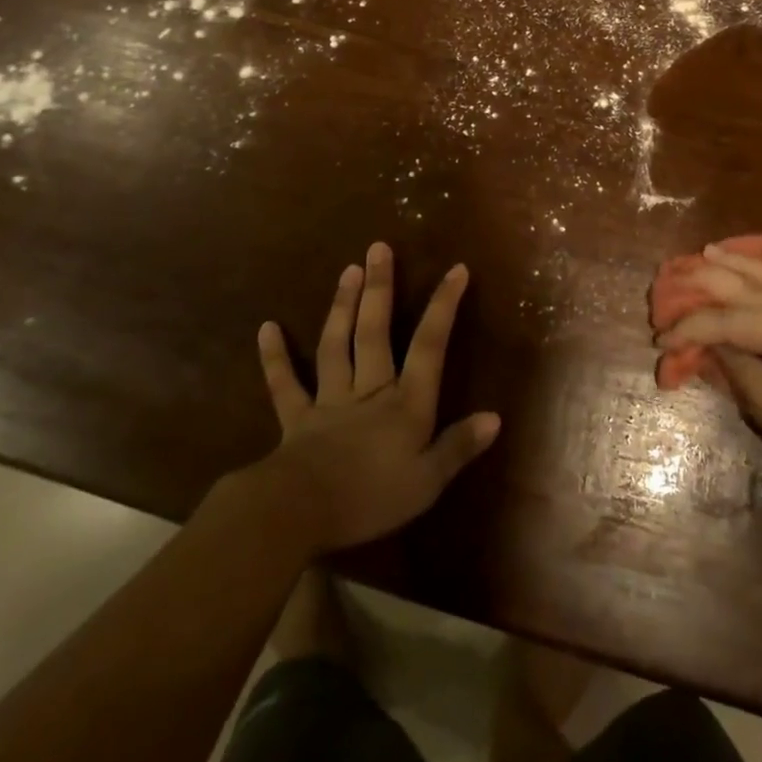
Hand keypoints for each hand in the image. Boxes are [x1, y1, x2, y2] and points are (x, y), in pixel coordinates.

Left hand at [256, 243, 499, 553]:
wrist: (298, 513)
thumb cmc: (370, 498)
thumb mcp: (427, 482)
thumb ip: (458, 447)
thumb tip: (494, 417)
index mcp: (405, 403)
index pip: (429, 345)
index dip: (443, 306)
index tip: (456, 269)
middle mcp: (370, 390)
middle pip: (375, 332)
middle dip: (380, 289)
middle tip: (378, 248)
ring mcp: (330, 400)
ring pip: (337, 345)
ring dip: (342, 307)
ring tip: (347, 270)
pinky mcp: (297, 418)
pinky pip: (284, 384)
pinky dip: (275, 357)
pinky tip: (266, 328)